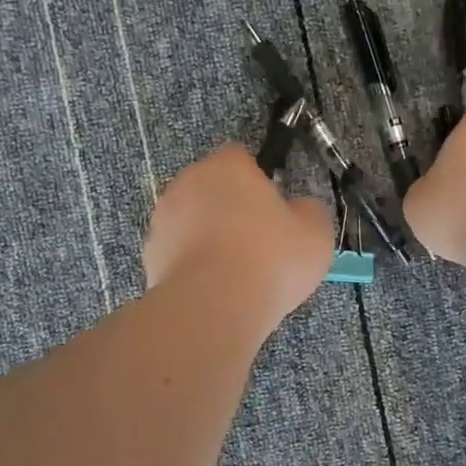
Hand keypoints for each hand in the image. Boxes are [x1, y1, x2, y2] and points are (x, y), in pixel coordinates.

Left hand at [144, 146, 333, 330]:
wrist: (214, 306)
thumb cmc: (270, 259)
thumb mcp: (316, 233)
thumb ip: (309, 211)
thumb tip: (299, 210)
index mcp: (228, 166)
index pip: (242, 159)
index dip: (259, 183)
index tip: (274, 213)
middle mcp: (188, 182)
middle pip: (213, 189)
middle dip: (230, 210)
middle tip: (257, 244)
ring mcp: (163, 218)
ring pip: (192, 221)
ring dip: (208, 237)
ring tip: (234, 274)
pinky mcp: (150, 254)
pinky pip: (178, 252)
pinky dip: (192, 265)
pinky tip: (212, 289)